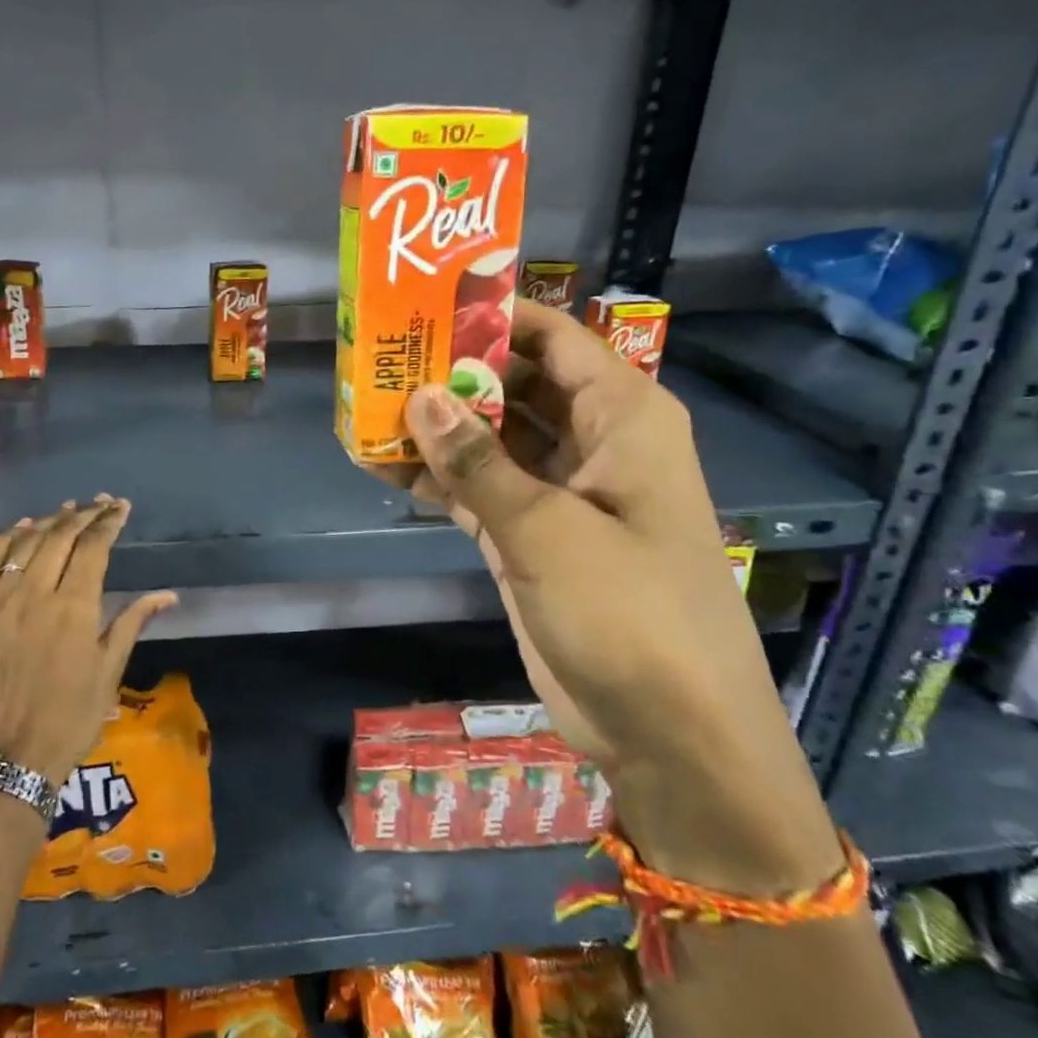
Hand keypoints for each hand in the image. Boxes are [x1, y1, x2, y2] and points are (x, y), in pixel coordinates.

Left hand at [0, 496, 176, 790]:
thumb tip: (168, 595)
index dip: (109, 522)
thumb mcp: (110, 670)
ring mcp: (0, 600)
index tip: (121, 508)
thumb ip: (133, 621)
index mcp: (74, 608)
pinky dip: (7, 538)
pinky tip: (23, 528)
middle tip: (101, 504)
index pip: (93, 547)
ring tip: (70, 510)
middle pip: (61, 535)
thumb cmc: (71, 716)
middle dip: (85, 514)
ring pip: (26, 542)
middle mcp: (36, 593)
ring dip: (51, 521)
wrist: (9, 756)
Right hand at [391, 302, 841, 893]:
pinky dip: (438, 478)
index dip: (492, 315)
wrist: (670, 733)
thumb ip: (477, 461)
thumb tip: (420, 395)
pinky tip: (383, 465)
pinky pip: (479, 488)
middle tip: (380, 355)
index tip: (424, 304)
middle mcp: (594, 442)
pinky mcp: (532, 536)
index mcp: (623, 416)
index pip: (553, 338)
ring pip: (491, 438)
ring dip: (437, 428)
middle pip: (515, 384)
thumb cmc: (630, 613)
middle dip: (453, 372)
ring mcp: (560, 492)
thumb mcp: (546, 529)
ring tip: (367, 406)